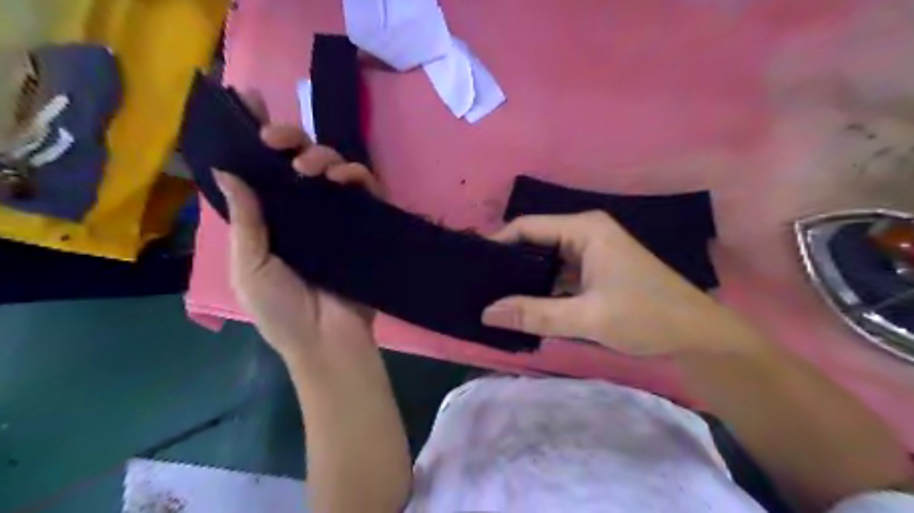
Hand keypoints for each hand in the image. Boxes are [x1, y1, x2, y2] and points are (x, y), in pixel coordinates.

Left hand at [214, 90, 381, 360]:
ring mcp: (335, 215)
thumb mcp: (250, 268)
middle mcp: (301, 211)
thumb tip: (229, 172)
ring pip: (331, 168)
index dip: (253, 139)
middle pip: (296, 161)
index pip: (260, 171)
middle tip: (276, 138)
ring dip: (321, 155)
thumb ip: (245, 222)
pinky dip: (357, 175)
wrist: (328, 339)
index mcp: (269, 220)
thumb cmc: (282, 310)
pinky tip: (344, 177)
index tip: (247, 105)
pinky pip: (364, 189)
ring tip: (311, 168)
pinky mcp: (363, 223)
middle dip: (287, 138)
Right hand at [481, 212, 762, 356]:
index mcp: (584, 229)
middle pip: (535, 241)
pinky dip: (542, 288)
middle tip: (479, 285)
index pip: (527, 227)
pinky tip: (523, 304)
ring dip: (524, 277)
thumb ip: (534, 314)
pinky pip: (559, 274)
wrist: (698, 336)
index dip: (498, 244)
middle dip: (508, 263)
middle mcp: (585, 233)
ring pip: (546, 260)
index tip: (473, 266)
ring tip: (493, 296)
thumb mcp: (587, 318)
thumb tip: (487, 314)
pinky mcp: (596, 270)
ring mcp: (591, 252)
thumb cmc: (646, 317)